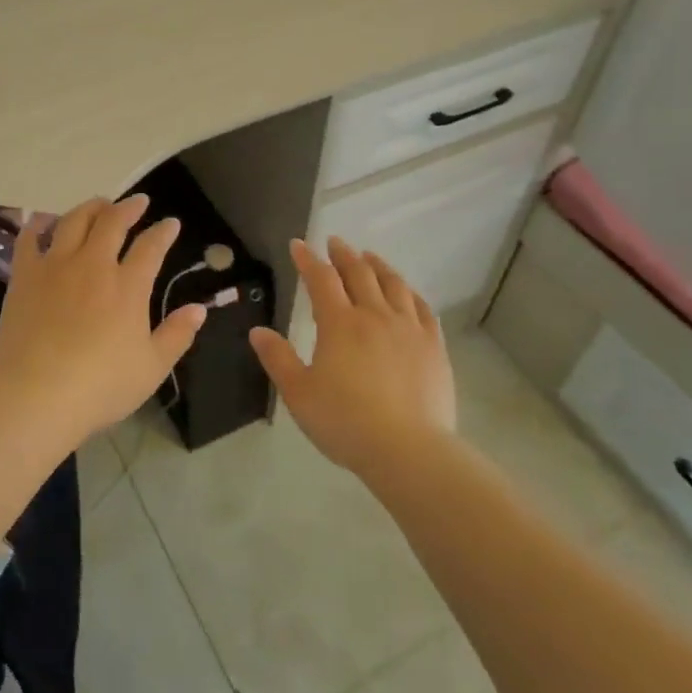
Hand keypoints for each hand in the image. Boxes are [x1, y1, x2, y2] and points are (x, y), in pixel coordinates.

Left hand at [0, 194, 205, 442]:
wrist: (37, 394)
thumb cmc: (101, 386)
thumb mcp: (152, 368)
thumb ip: (177, 335)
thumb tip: (199, 309)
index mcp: (128, 286)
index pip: (151, 247)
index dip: (164, 232)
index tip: (171, 223)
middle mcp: (93, 266)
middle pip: (112, 223)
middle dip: (128, 207)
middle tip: (138, 202)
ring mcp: (55, 267)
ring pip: (73, 221)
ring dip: (89, 208)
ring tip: (98, 204)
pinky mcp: (24, 277)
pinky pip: (29, 240)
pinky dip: (38, 225)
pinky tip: (42, 220)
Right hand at [249, 236, 456, 477]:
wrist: (408, 450)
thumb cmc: (345, 421)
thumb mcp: (299, 393)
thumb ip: (278, 358)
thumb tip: (258, 331)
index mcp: (339, 323)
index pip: (321, 279)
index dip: (308, 259)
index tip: (299, 244)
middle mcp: (375, 316)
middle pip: (359, 273)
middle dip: (344, 254)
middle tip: (335, 242)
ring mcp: (409, 329)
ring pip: (394, 285)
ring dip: (378, 266)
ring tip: (370, 257)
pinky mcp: (434, 347)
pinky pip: (423, 308)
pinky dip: (410, 293)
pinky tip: (407, 293)